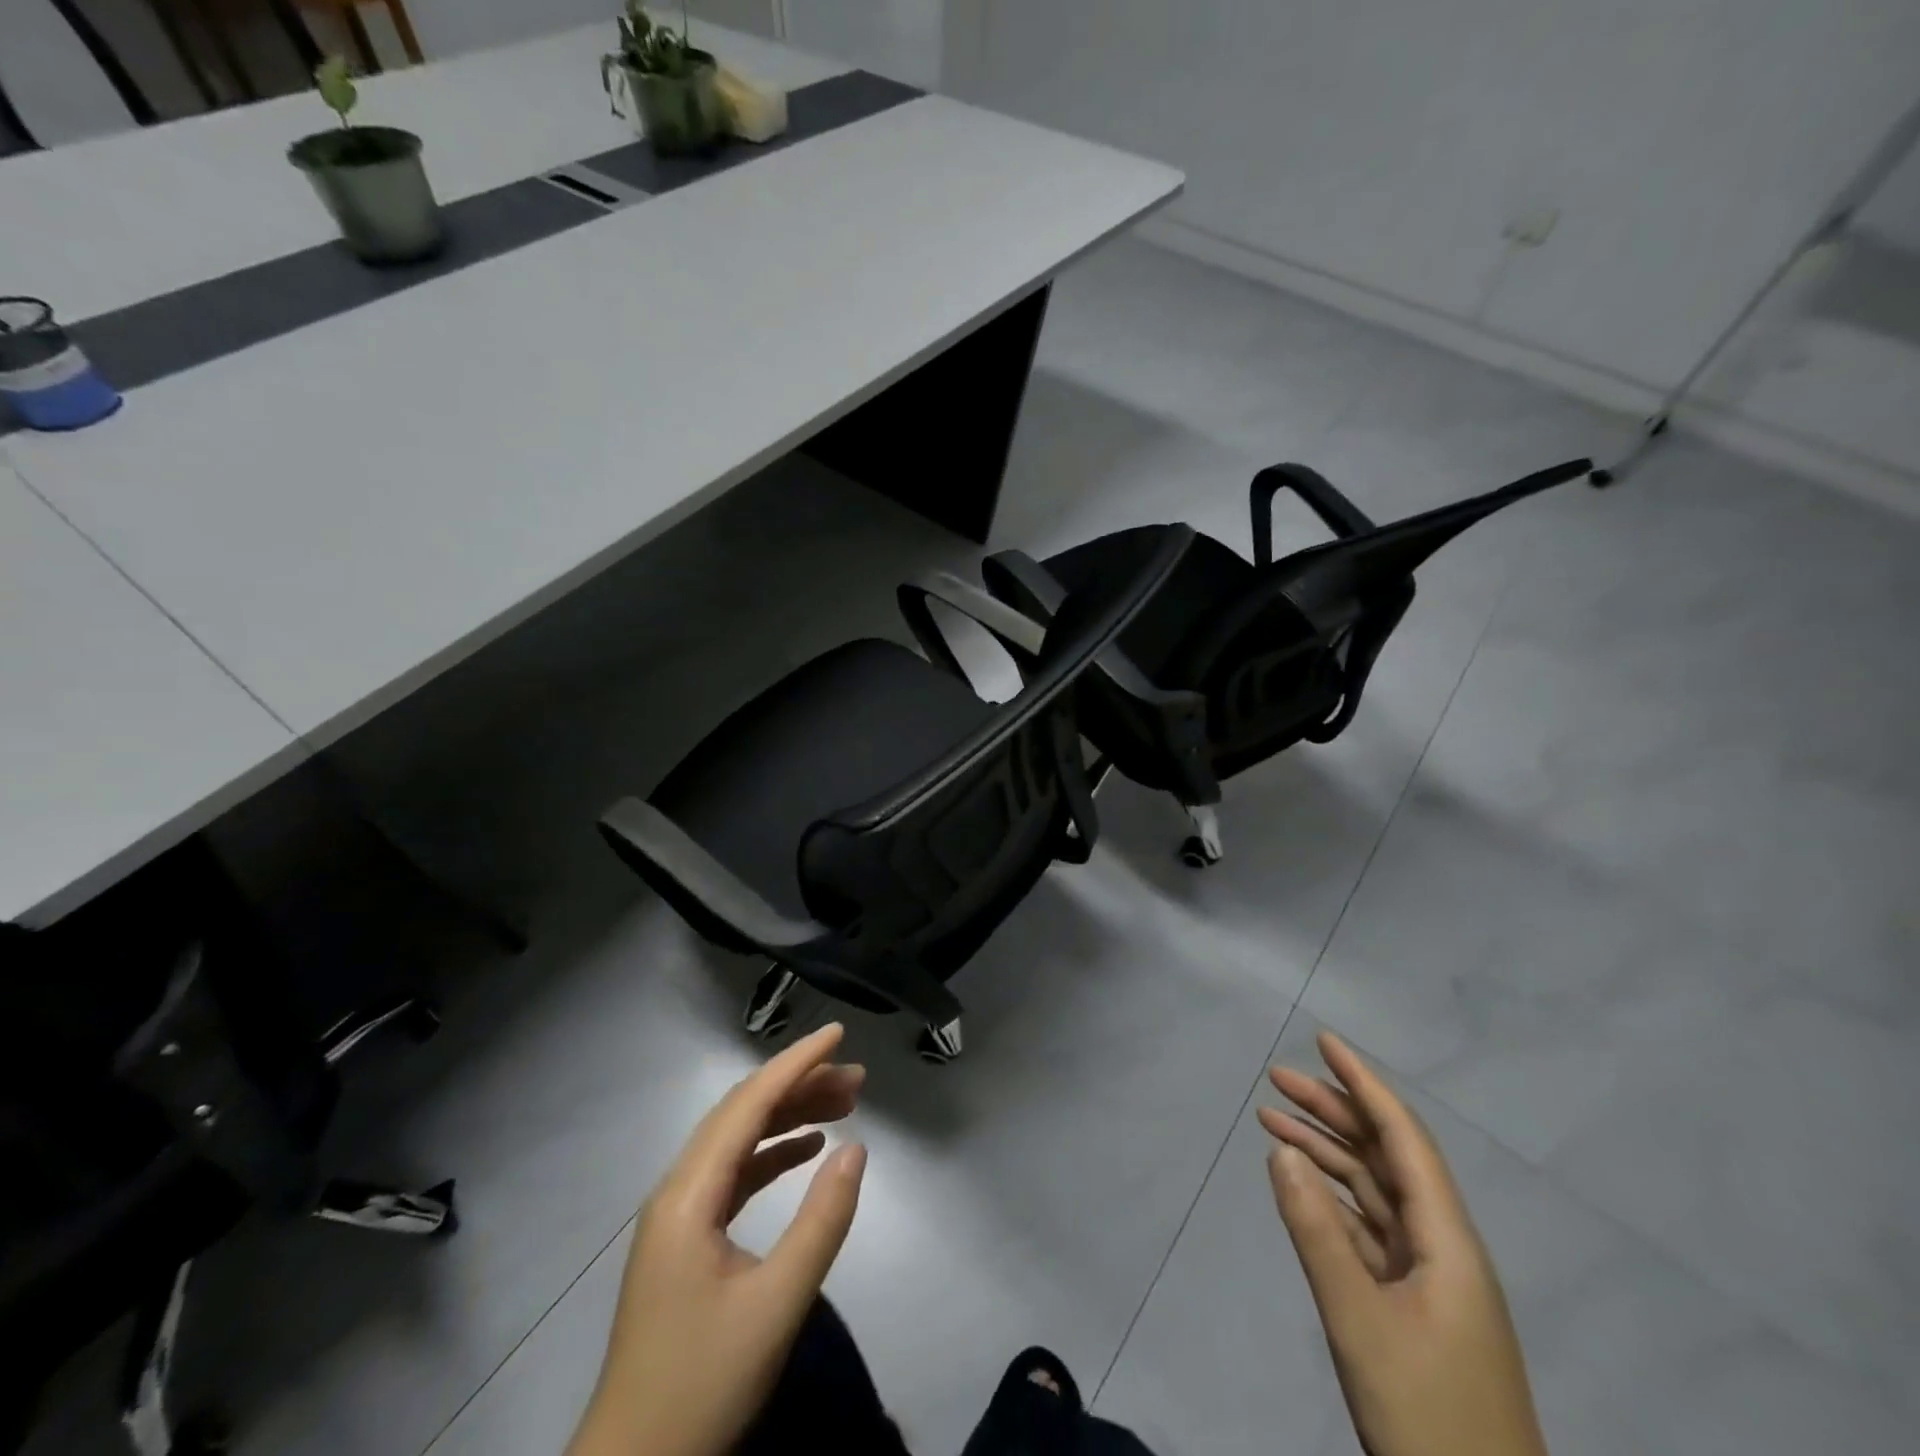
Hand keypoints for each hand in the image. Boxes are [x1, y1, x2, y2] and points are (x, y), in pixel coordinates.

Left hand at [568, 1023, 867, 1455]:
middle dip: (800, 1086)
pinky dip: (773, 1153)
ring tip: (844, 1104)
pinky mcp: (687, 1239)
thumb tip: (858, 1148)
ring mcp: (680, 1215)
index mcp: (689, 1195)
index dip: (796, 1064)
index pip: (749, 1104)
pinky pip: (735, 1174)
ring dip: (789, 1116)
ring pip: (739, 1141)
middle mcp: (679, 1190)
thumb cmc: (702, 1385)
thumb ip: (820, 1223)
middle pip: (743, 1114)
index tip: (838, 1034)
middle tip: (857, 1078)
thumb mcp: (775, 1306)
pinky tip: (807, 1150)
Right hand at [1259, 1031, 1547, 1455]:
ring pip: (1374, 1191)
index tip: (1325, 1042)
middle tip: (1276, 1078)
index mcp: (1449, 1242)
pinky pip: (1369, 1229)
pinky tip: (1301, 1186)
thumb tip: (1282, 1149)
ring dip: (1327, 1152)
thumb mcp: (1360, 1322)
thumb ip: (1317, 1231)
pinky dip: (1333, 1199)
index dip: (1365, 1084)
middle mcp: (1444, 1247)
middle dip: (1334, 1110)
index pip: (1403, 1139)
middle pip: (1385, 1157)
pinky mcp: (1414, 1305)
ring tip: (1273, 1120)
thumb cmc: (1428, 1415)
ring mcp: (1431, 1279)